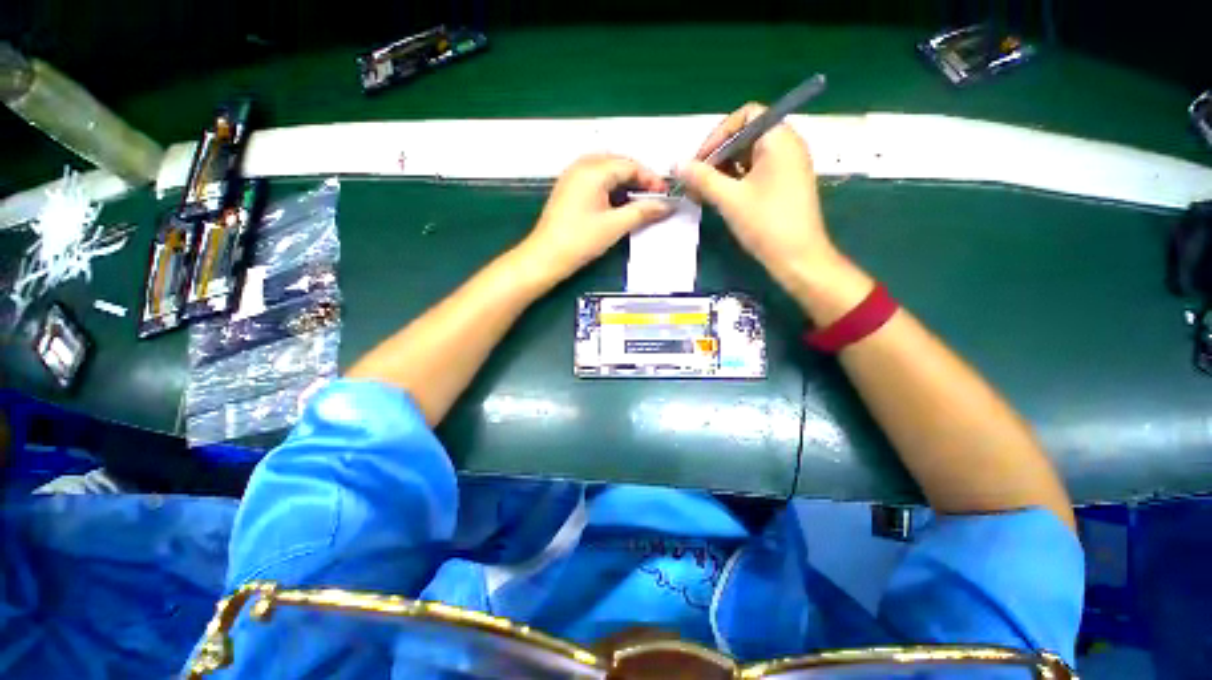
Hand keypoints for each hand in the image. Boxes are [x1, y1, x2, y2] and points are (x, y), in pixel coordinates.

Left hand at [520, 154, 672, 282]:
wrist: (546, 256)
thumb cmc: (580, 240)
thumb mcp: (615, 226)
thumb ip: (642, 212)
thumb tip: (665, 205)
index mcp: (593, 170)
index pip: (630, 165)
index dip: (650, 178)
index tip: (665, 194)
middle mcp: (581, 166)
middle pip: (618, 163)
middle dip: (638, 178)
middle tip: (654, 196)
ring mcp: (572, 176)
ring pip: (606, 170)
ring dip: (625, 182)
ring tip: (639, 200)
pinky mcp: (568, 189)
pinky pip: (595, 179)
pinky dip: (610, 187)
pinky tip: (618, 202)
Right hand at [673, 104, 842, 288]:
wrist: (798, 258)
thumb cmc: (766, 223)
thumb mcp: (729, 198)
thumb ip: (702, 178)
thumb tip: (676, 164)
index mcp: (779, 139)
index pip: (745, 116)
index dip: (718, 135)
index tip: (699, 161)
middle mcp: (787, 146)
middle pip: (745, 136)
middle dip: (717, 156)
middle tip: (696, 181)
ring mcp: (787, 166)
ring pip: (748, 157)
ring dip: (723, 171)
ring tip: (703, 193)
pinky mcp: (784, 185)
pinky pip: (755, 172)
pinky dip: (735, 181)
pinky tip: (719, 198)